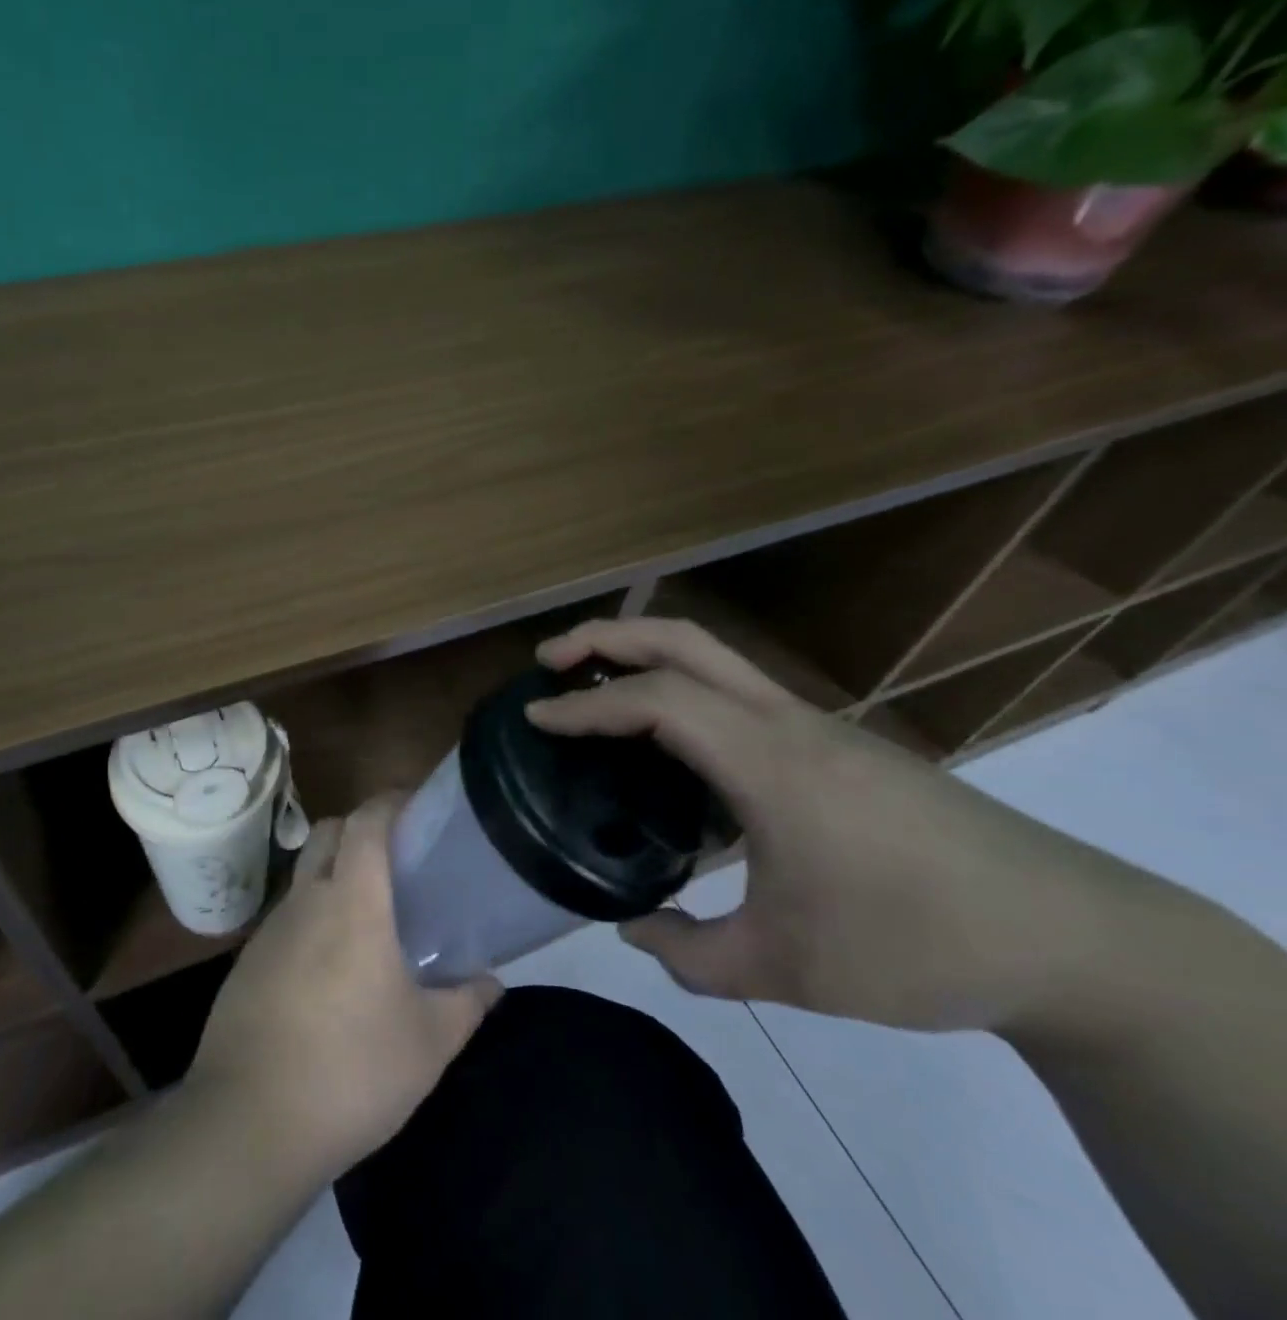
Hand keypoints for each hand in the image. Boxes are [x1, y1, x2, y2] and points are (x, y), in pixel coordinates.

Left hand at [185, 794, 500, 1180]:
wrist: (249, 1122)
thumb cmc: (352, 1070)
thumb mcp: (428, 1044)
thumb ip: (467, 1004)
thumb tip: (493, 982)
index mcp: (351, 901)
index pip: (366, 821)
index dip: (389, 801)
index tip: (415, 806)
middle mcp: (306, 900)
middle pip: (328, 833)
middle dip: (359, 829)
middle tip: (395, 861)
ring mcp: (269, 930)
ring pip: (304, 875)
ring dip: (333, 877)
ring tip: (367, 921)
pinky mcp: (246, 962)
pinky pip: (285, 920)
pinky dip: (310, 921)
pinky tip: (328, 971)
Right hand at [524, 617, 1142, 1034]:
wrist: (1073, 938)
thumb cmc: (918, 944)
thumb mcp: (787, 969)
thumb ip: (691, 953)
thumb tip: (632, 928)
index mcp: (768, 761)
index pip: (656, 701)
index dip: (584, 705)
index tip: (533, 717)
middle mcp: (786, 721)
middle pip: (684, 639)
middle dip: (606, 637)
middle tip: (549, 659)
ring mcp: (816, 725)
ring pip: (714, 657)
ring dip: (644, 655)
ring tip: (593, 687)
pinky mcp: (836, 743)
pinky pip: (737, 693)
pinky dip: (681, 691)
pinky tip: (668, 746)